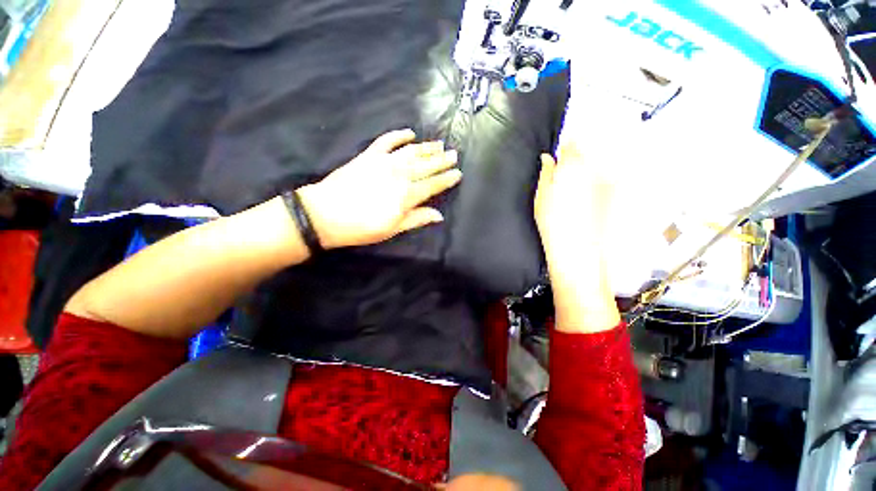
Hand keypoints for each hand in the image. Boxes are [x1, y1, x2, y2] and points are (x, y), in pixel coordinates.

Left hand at [297, 129, 461, 248]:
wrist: (325, 214)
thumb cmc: (361, 227)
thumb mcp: (392, 229)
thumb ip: (417, 219)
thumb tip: (439, 215)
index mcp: (407, 195)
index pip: (433, 185)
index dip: (446, 179)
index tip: (458, 173)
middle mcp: (400, 174)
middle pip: (426, 165)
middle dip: (442, 160)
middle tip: (454, 154)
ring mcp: (384, 162)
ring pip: (412, 151)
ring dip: (427, 147)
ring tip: (440, 144)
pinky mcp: (369, 155)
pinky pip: (387, 140)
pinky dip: (399, 135)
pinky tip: (410, 133)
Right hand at [535, 141, 620, 332]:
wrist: (576, 248)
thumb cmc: (552, 222)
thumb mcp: (541, 197)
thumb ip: (546, 173)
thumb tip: (548, 157)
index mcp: (572, 167)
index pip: (572, 144)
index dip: (568, 144)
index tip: (563, 147)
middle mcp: (594, 170)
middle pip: (588, 152)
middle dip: (579, 154)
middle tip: (569, 167)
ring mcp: (607, 182)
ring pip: (599, 165)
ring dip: (589, 168)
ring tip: (578, 183)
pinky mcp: (615, 195)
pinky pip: (606, 180)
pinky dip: (598, 181)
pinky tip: (588, 195)